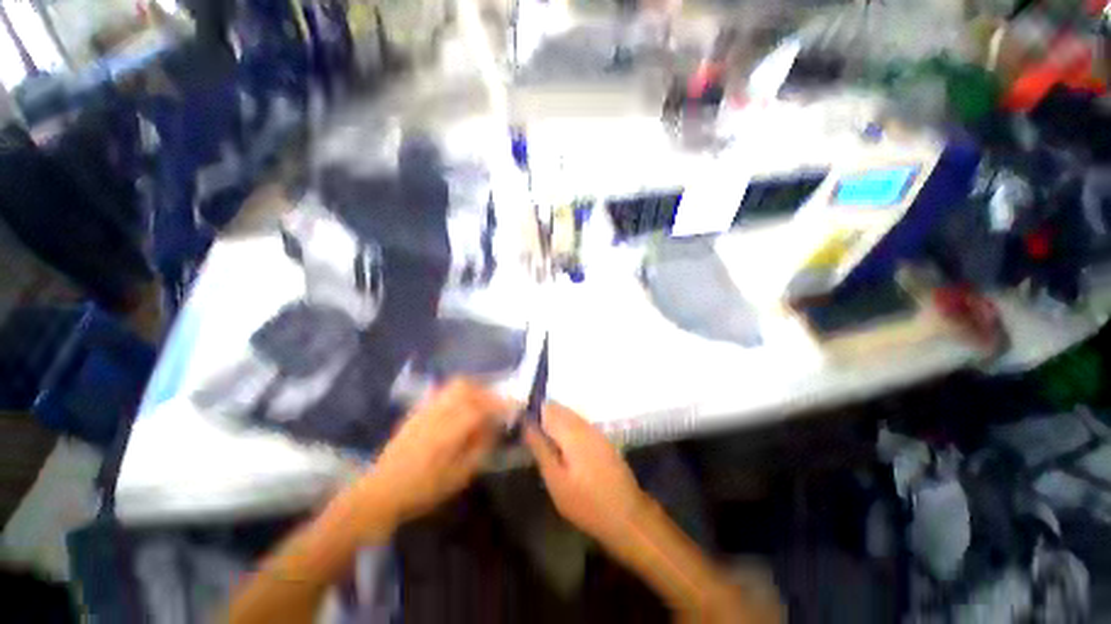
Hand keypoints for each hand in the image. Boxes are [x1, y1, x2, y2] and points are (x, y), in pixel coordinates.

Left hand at [354, 379, 508, 526]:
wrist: (379, 492)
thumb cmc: (423, 490)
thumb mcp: (459, 476)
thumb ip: (480, 447)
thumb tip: (496, 426)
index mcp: (448, 431)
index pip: (481, 407)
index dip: (502, 403)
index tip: (517, 404)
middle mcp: (437, 413)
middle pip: (466, 387)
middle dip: (487, 390)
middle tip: (497, 403)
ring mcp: (425, 409)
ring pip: (453, 385)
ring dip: (473, 388)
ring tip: (482, 402)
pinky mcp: (417, 410)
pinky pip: (442, 391)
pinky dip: (458, 392)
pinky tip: (462, 406)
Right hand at [523, 404, 649, 543]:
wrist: (626, 514)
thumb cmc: (586, 502)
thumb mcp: (556, 480)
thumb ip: (541, 449)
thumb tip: (526, 425)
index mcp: (571, 431)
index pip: (547, 408)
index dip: (532, 413)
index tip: (520, 425)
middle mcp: (584, 424)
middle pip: (559, 409)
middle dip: (542, 417)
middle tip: (529, 437)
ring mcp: (595, 431)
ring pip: (569, 416)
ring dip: (554, 423)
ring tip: (542, 443)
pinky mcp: (602, 439)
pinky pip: (579, 424)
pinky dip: (566, 430)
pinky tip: (562, 448)